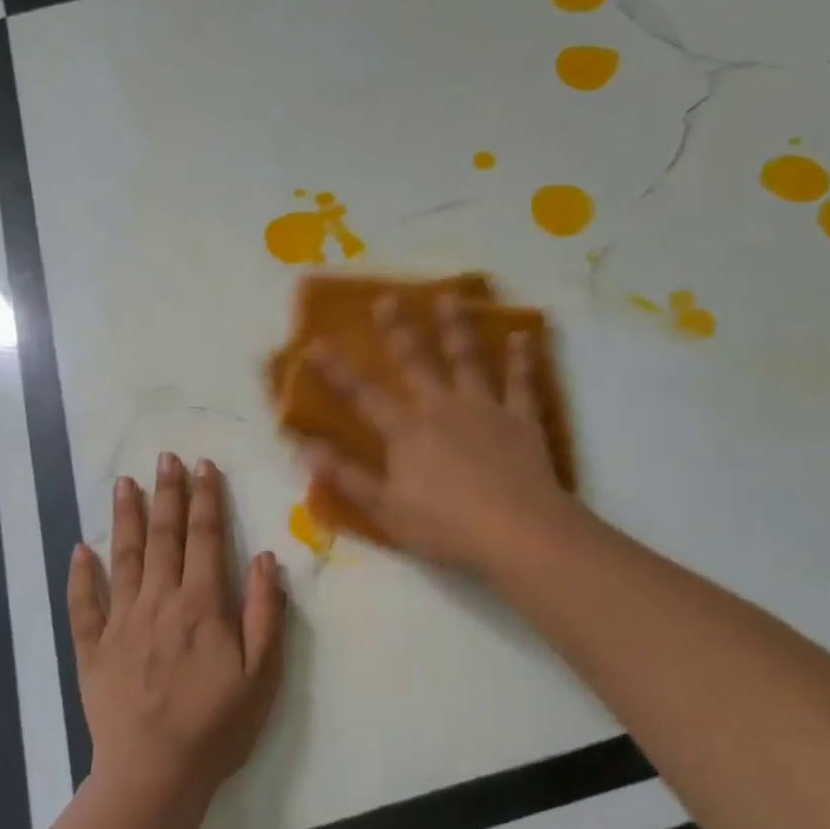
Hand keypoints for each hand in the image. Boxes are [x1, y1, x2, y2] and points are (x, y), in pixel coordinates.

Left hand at [67, 454, 285, 806]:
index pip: (205, 538)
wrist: (155, 775)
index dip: (206, 499)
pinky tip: (80, 550)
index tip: (204, 466)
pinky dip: (80, 576)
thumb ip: (264, 611)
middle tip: (166, 457)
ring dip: (126, 518)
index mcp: (201, 605)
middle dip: (167, 494)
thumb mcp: (262, 673)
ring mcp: (120, 624)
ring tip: (125, 483)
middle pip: (164, 537)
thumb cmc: (218, 724)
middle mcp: (158, 602)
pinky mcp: (93, 650)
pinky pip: (83, 606)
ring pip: (123, 559)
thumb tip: (265, 557)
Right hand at [303, 294, 572, 569]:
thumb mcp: (386, 510)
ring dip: (456, 328)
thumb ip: (347, 478)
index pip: (363, 396)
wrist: (517, 531)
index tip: (316, 343)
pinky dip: (522, 359)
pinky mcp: (522, 419)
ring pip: (467, 360)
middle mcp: (442, 408)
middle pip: (416, 362)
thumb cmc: (446, 527)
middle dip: (399, 330)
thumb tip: (306, 449)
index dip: (337, 371)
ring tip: (449, 297)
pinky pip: (521, 383)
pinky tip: (522, 336)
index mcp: (407, 433)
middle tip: (388, 299)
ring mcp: (485, 410)